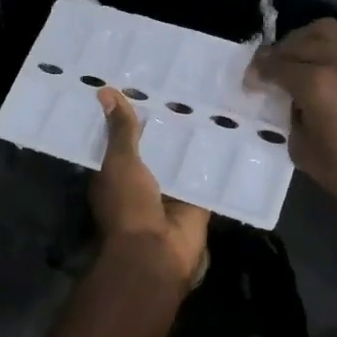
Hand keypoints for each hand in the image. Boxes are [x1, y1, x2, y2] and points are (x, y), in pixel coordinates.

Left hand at [91, 88, 209, 286]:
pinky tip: (231, 132)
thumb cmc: (129, 206)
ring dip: (194, 140)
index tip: (145, 84)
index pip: (124, 139)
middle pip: (157, 147)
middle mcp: (144, 181)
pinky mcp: (197, 201)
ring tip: (211, 101)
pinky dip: (216, 161)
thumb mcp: (120, 162)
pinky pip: (207, 177)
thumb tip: (104, 90)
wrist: (156, 252)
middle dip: (168, 125)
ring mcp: (172, 192)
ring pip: (183, 159)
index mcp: (117, 174)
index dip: (132, 116)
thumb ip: (120, 130)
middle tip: (185, 86)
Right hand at [248, 18, 336, 226]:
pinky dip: (329, 46)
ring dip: (304, 41)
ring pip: (326, 31)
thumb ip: (292, 118)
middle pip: (299, 41)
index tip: (250, 84)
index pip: (276, 64)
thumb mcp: (304, 152)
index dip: (257, 72)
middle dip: (278, 54)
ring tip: (296, 60)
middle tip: (268, 71)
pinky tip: (325, 66)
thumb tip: (294, 103)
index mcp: (317, 83)